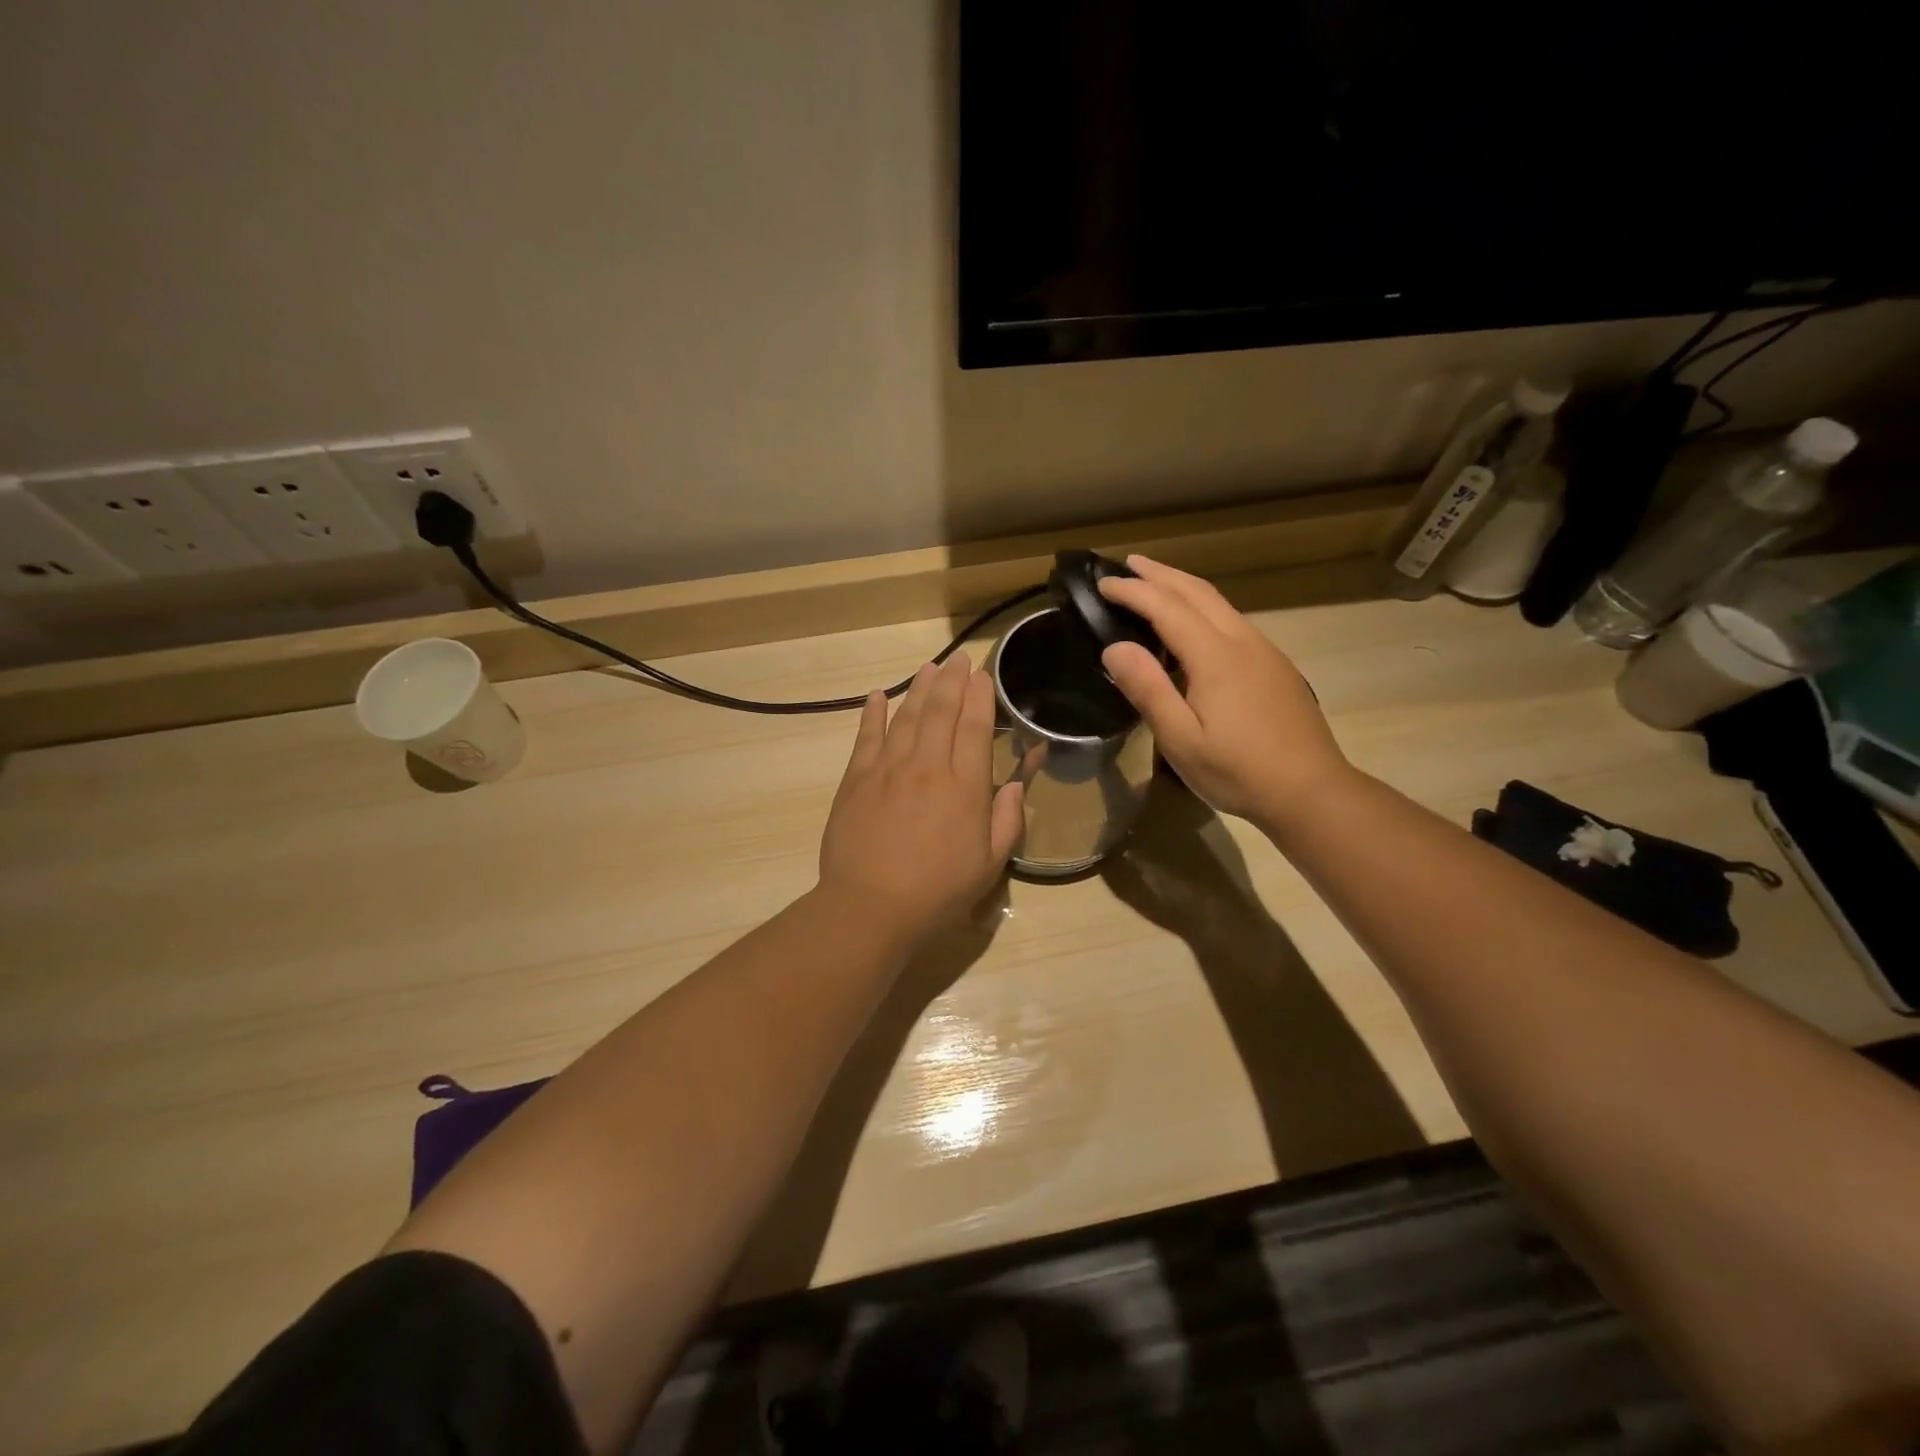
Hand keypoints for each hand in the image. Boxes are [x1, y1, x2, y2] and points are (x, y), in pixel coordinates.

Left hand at [818, 654, 1024, 947]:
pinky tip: (879, 695)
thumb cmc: (937, 892)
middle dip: (953, 681)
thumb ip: (1006, 821)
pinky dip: (873, 713)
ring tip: (930, 668)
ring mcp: (888, 769)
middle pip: (941, 712)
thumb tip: (1016, 786)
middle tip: (959, 659)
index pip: (975, 729)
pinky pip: (866, 736)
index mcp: (964, 787)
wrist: (870, 907)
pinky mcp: (856, 779)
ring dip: (919, 689)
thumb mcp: (988, 866)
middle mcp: (927, 767)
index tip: (982, 676)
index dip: (980, 698)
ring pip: (906, 717)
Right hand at [1097, 556, 1352, 830]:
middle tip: (1128, 563)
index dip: (1132, 591)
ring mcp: (1264, 651)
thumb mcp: (1180, 740)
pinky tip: (1194, 627)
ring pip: (1220, 603)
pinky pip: (1233, 621)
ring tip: (1156, 584)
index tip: (1102, 583)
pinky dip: (1203, 608)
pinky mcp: (1276, 666)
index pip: (1166, 607)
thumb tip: (1115, 648)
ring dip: (1183, 587)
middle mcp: (1242, 641)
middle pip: (1197, 591)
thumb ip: (1148, 690)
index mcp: (1215, 657)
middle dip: (1160, 574)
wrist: (1311, 791)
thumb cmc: (1238, 771)